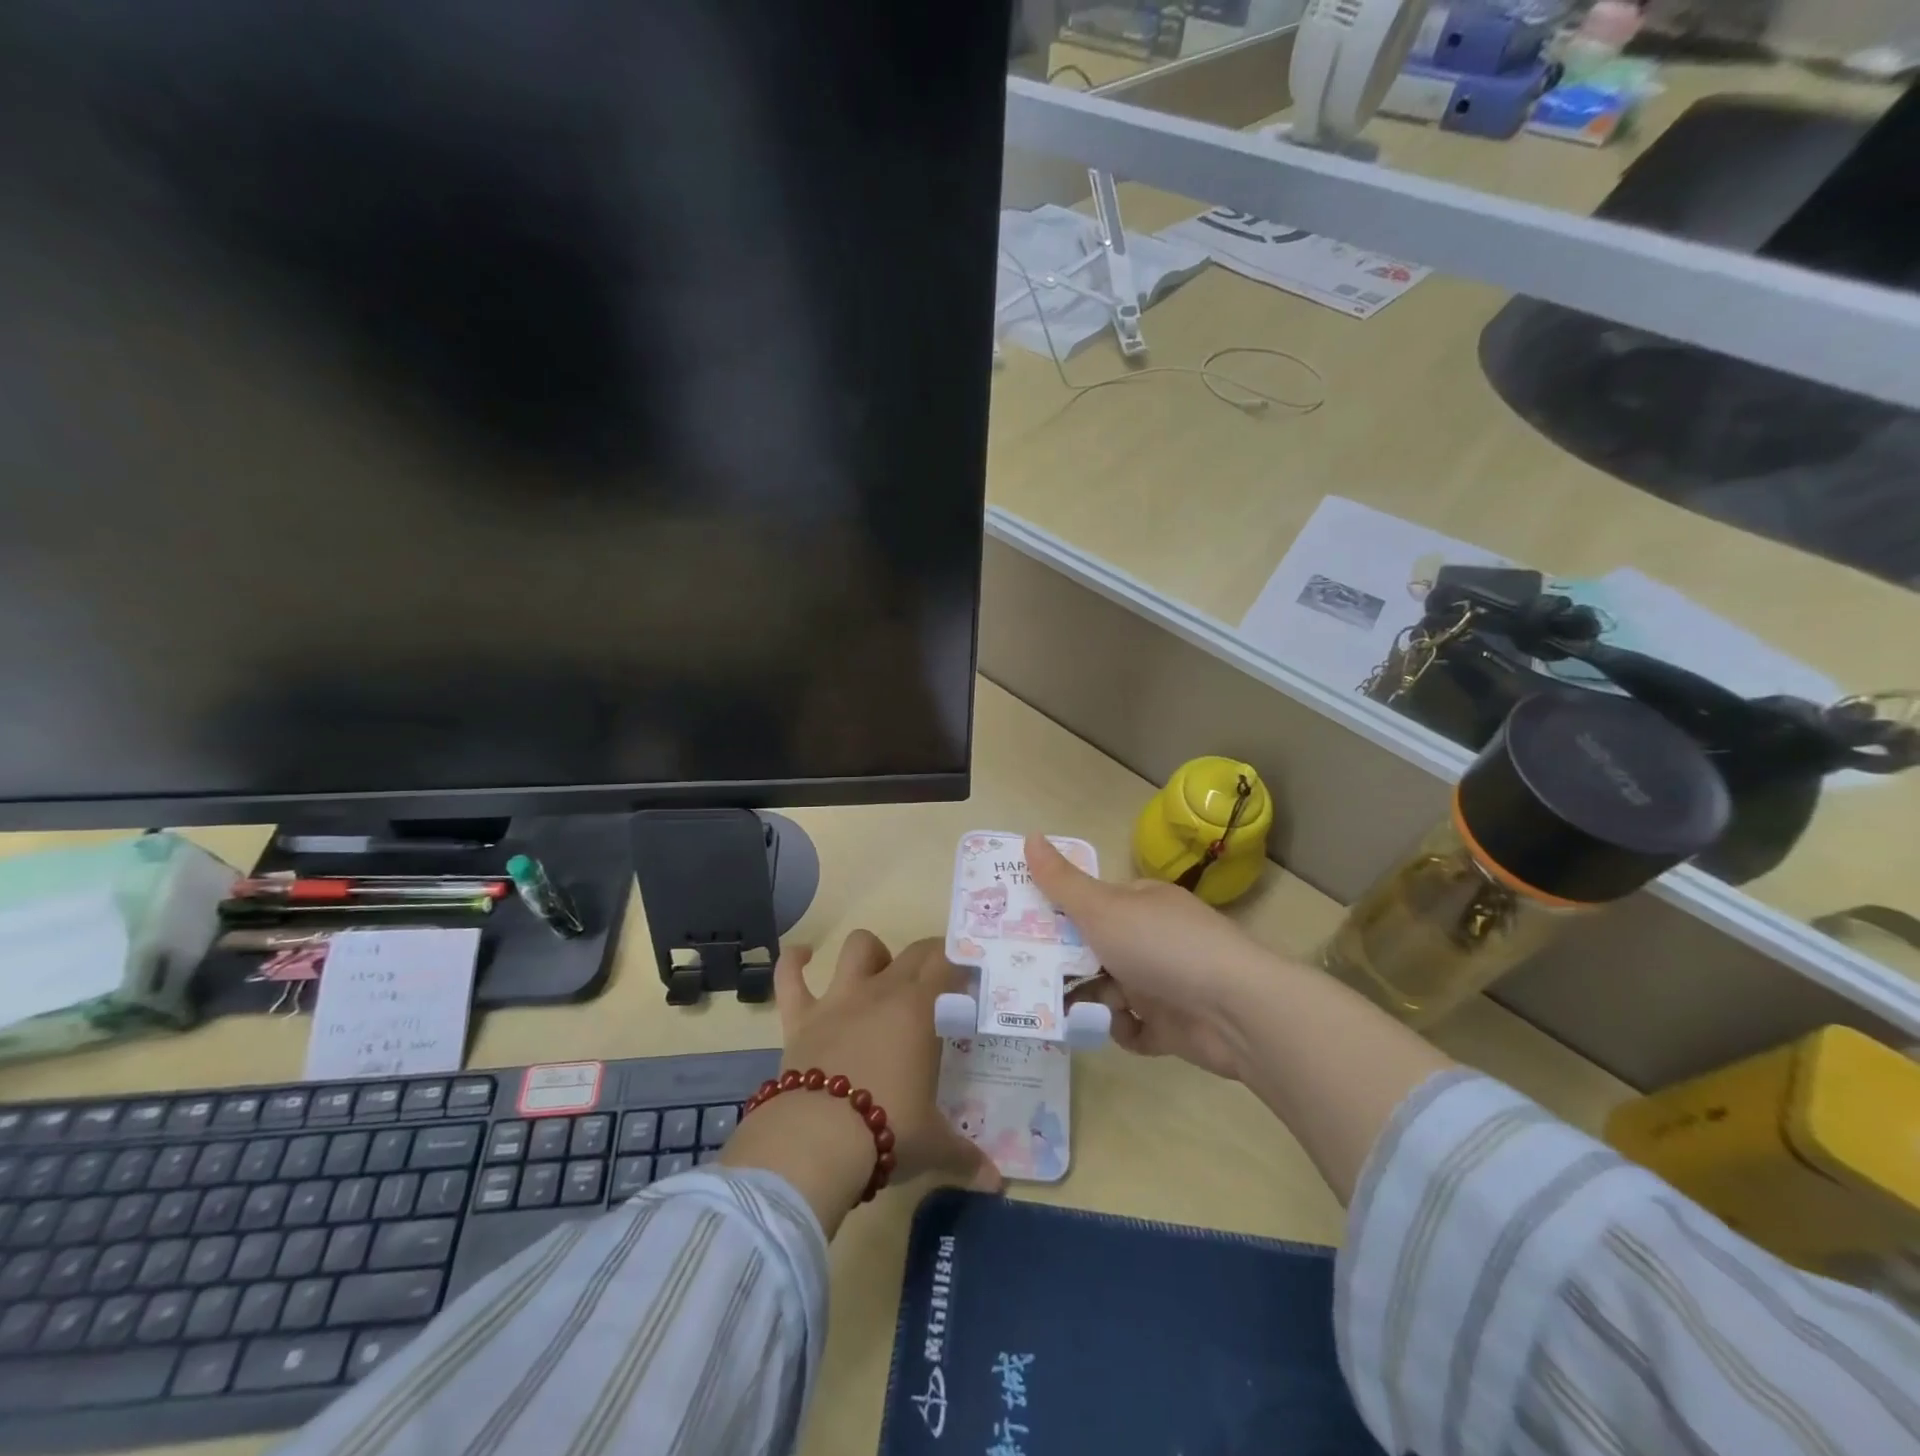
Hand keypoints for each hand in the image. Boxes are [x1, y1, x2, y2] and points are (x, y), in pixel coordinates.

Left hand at [721, 932, 1001, 1234]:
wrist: (817, 1140)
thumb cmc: (888, 1132)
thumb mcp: (933, 1145)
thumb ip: (966, 1156)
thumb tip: (997, 1183)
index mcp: (919, 1010)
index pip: (947, 965)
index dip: (959, 963)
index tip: (968, 976)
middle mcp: (880, 992)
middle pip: (911, 953)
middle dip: (929, 956)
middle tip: (938, 978)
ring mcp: (837, 1000)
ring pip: (856, 949)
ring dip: (870, 952)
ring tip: (878, 968)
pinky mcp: (800, 1017)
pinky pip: (790, 977)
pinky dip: (792, 961)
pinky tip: (800, 954)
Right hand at [1027, 834, 1275, 1080]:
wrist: (1234, 1010)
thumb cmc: (1161, 946)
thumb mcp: (1101, 908)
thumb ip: (1062, 881)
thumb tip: (1030, 836)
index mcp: (1140, 903)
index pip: (1093, 904)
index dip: (1060, 916)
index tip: (1025, 932)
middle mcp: (1153, 938)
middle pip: (1098, 950)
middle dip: (1069, 966)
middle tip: (1032, 979)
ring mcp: (1166, 982)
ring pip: (1112, 990)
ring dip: (1094, 1000)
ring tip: (1072, 1011)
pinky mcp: (1175, 1025)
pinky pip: (1136, 1028)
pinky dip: (1124, 1030)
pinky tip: (1118, 1027)